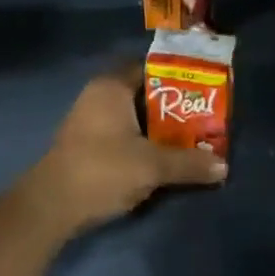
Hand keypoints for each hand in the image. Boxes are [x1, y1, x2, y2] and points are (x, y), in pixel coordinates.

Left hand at [13, 65, 227, 239]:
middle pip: (144, 94)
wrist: (51, 206)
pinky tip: (162, 159)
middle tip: (204, 118)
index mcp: (111, 87)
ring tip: (191, 140)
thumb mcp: (152, 166)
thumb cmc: (102, 169)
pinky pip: (122, 135)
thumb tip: (224, 167)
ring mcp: (89, 122)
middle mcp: (98, 96)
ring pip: (133, 118)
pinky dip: (142, 143)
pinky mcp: (86, 146)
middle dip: (173, 107)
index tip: (203, 89)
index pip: (150, 69)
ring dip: (158, 129)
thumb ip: (188, 163)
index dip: (178, 77)